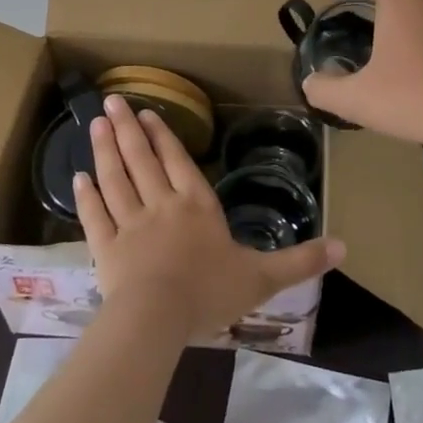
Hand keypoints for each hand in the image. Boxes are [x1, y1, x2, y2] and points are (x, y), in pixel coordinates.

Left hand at [75, 95, 344, 340]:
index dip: (163, 136)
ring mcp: (130, 225)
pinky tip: (77, 177)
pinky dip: (86, 196)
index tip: (147, 113)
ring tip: (96, 123)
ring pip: (116, 179)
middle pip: (142, 160)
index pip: (178, 162)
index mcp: (197, 206)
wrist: (157, 320)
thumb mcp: (263, 278)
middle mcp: (161, 205)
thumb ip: (300, 260)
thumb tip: (345, 247)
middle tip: (112, 101)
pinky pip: (95, 216)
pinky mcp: (106, 249)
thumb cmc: (210, 293)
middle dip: (128, 129)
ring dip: (105, 150)